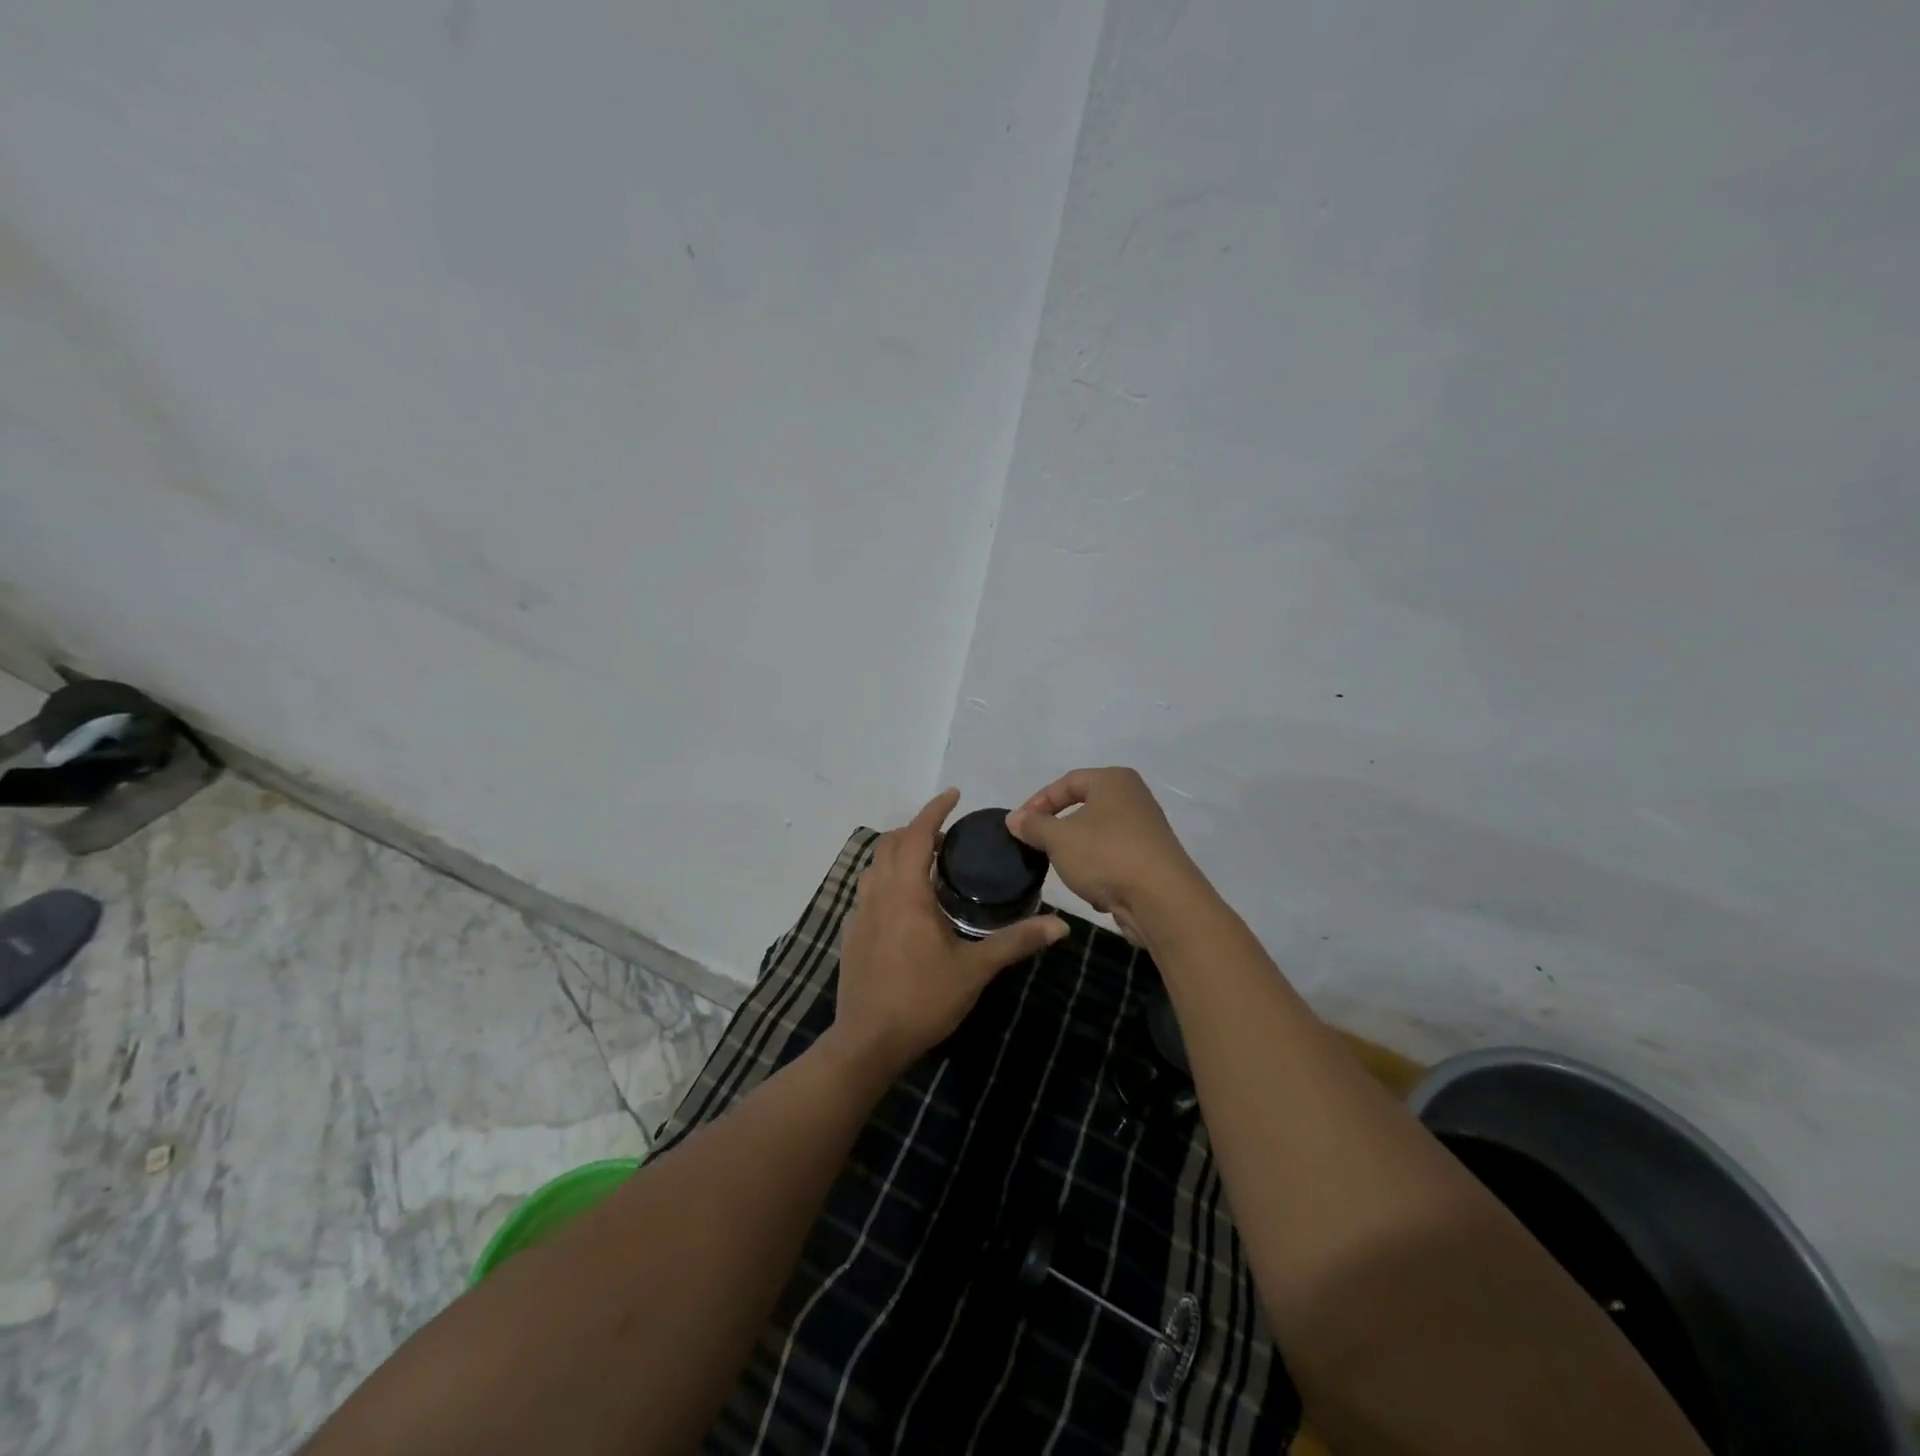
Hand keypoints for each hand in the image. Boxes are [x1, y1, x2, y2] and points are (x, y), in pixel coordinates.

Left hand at [830, 789, 1067, 1079]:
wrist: (868, 1043)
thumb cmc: (922, 1000)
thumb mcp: (975, 970)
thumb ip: (1016, 942)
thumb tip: (1061, 926)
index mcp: (906, 893)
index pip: (918, 834)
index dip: (935, 810)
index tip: (955, 795)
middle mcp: (878, 894)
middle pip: (891, 843)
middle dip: (918, 829)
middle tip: (949, 837)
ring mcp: (859, 914)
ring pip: (875, 865)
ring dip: (899, 853)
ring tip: (928, 864)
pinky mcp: (851, 934)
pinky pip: (868, 890)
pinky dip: (887, 879)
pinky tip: (905, 904)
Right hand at [1006, 768, 1210, 941]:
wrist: (1162, 900)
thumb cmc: (1105, 855)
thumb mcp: (1058, 838)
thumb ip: (1033, 826)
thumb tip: (1014, 819)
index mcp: (1114, 781)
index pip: (1067, 782)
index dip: (1038, 802)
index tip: (1019, 826)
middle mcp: (1134, 798)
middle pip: (1084, 808)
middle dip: (1057, 829)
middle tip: (1036, 846)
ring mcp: (1146, 830)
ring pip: (1097, 836)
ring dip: (1077, 853)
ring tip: (1062, 870)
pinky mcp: (1152, 861)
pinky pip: (1114, 859)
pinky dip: (1099, 871)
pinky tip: (1092, 890)